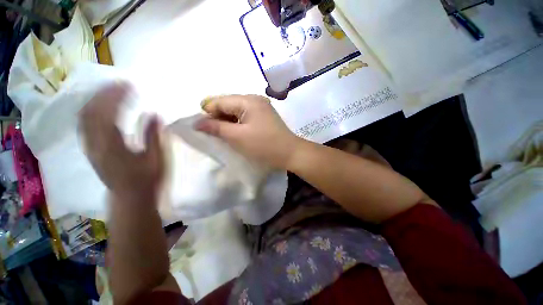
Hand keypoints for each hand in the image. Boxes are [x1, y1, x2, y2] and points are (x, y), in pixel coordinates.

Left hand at [79, 83, 164, 202]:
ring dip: (96, 100)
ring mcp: (90, 147)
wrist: (130, 197)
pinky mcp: (90, 149)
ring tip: (109, 90)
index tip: (129, 85)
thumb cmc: (147, 179)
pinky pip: (84, 125)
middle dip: (104, 94)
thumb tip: (154, 114)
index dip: (117, 97)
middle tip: (119, 83)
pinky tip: (100, 106)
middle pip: (91, 112)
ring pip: (84, 117)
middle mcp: (96, 145)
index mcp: (114, 147)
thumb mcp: (155, 159)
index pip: (109, 115)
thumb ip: (153, 136)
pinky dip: (91, 110)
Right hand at [195, 94, 301, 168]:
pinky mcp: (264, 116)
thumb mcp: (237, 137)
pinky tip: (234, 131)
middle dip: (218, 117)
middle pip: (228, 104)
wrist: (290, 153)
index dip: (207, 112)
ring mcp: (261, 107)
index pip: (220, 101)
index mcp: (248, 100)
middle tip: (211, 132)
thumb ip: (216, 127)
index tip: (199, 127)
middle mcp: (255, 99)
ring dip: (227, 121)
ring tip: (221, 133)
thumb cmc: (264, 145)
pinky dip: (237, 123)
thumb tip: (197, 122)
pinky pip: (245, 116)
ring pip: (237, 111)